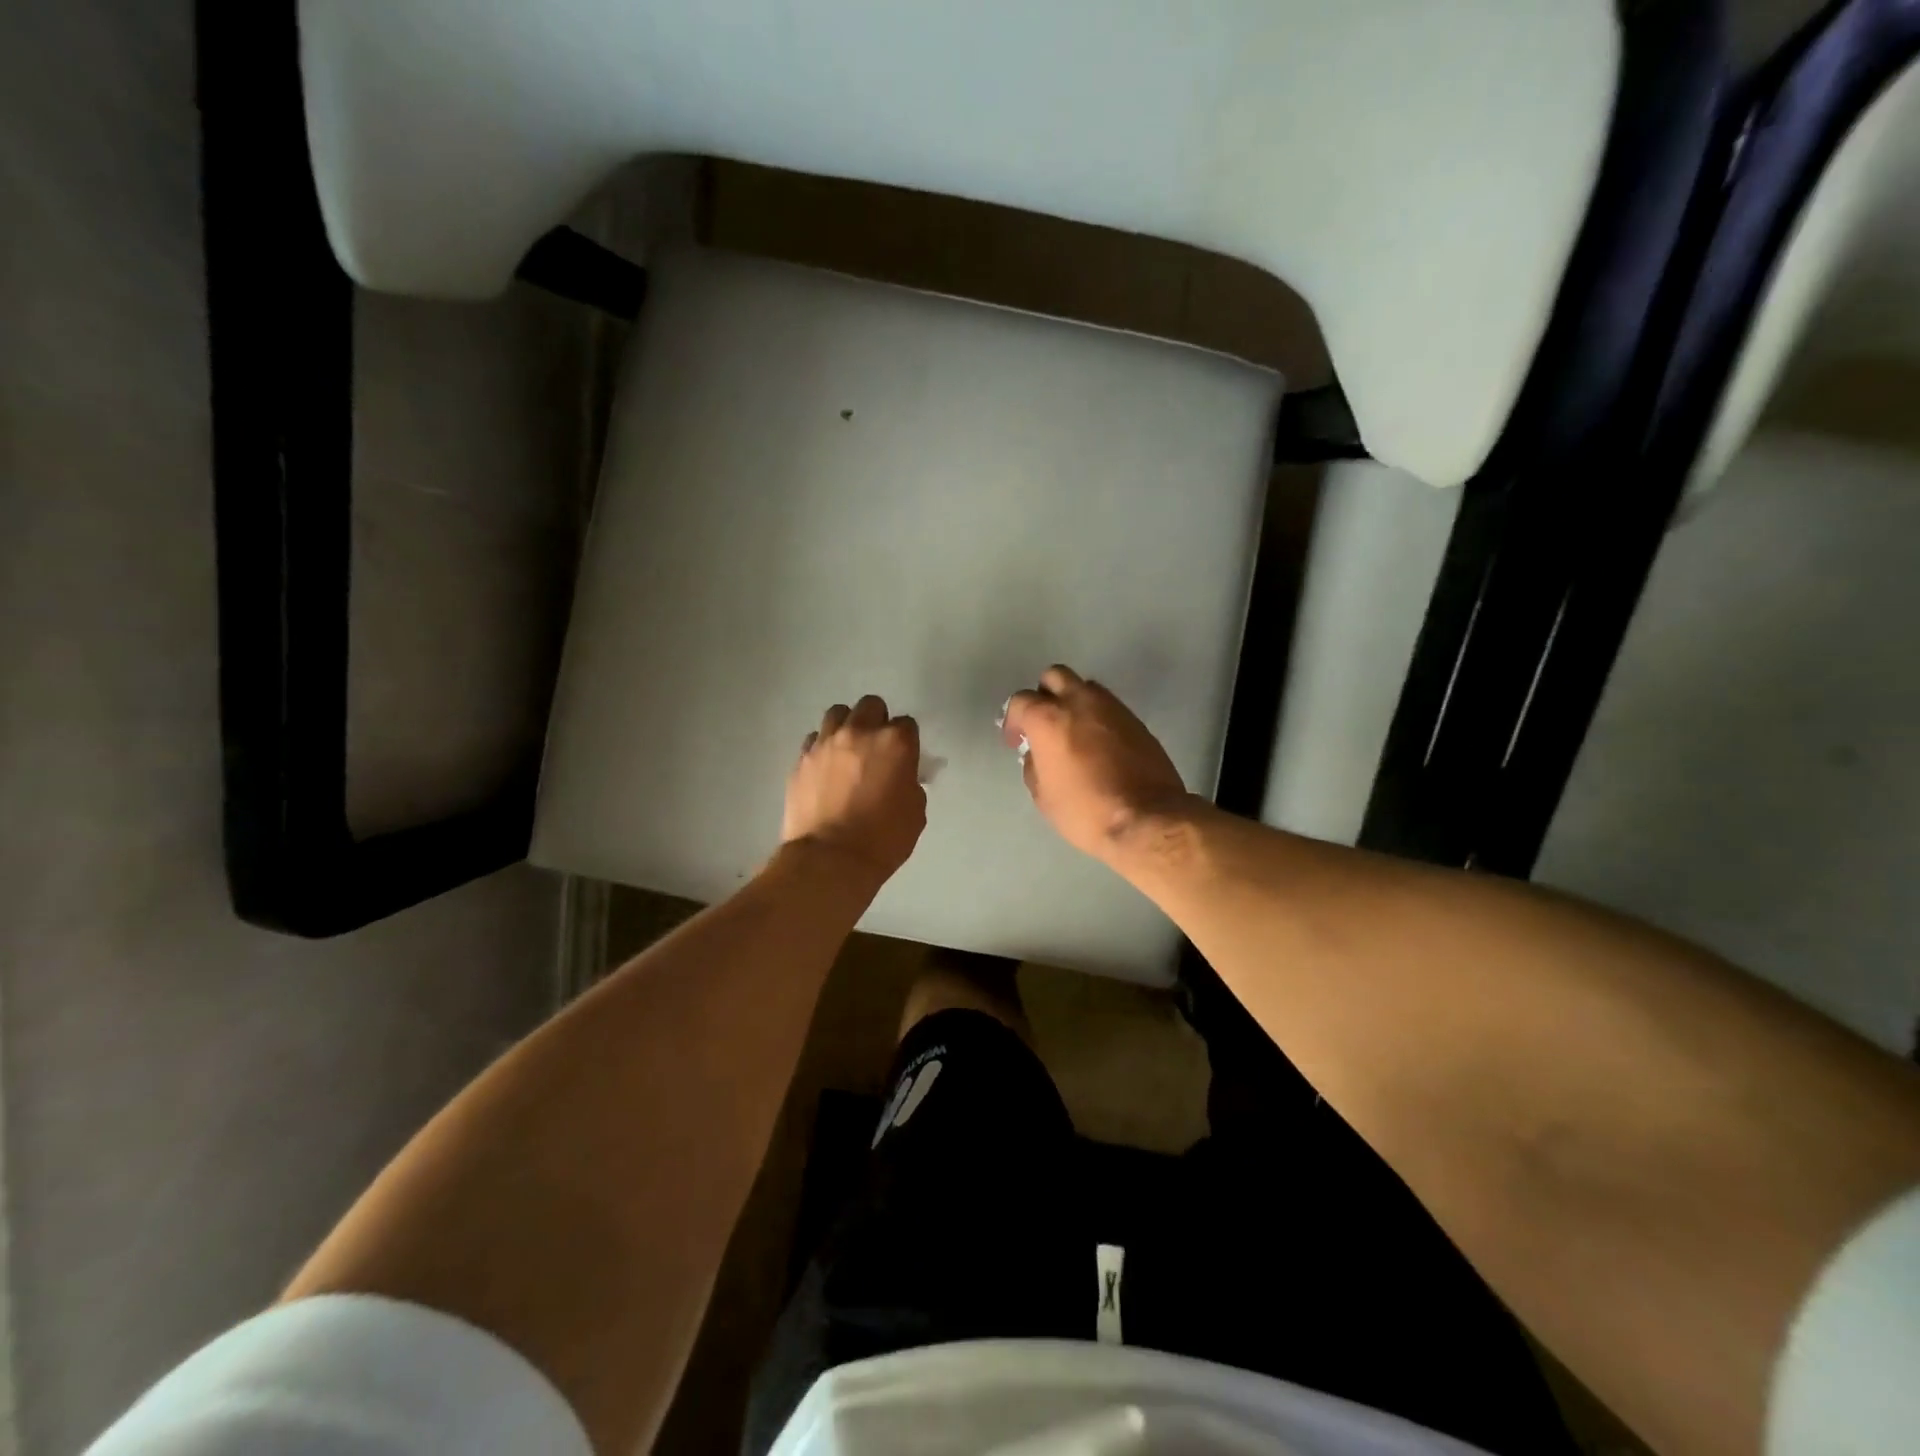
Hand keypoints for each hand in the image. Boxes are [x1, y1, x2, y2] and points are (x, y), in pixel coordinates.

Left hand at [783, 695, 927, 882]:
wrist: (830, 860)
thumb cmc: (883, 839)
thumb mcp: (915, 812)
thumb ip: (909, 783)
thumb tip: (900, 776)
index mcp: (895, 743)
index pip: (907, 724)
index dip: (906, 742)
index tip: (904, 759)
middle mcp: (860, 732)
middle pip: (870, 705)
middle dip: (876, 721)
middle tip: (876, 748)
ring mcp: (826, 743)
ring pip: (837, 713)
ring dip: (846, 726)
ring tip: (847, 751)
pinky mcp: (801, 759)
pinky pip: (814, 739)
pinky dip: (822, 748)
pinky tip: (825, 769)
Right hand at [1001, 665, 1191, 860]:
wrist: (1147, 818)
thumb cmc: (1085, 810)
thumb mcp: (1043, 795)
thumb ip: (1034, 765)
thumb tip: (1038, 754)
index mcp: (1049, 718)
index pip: (1020, 700)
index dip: (1013, 720)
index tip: (1017, 741)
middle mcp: (1080, 701)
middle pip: (1054, 676)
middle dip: (1044, 695)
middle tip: (1044, 724)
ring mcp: (1112, 707)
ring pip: (1085, 687)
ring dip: (1074, 702)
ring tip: (1073, 732)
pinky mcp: (1136, 720)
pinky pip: (1109, 707)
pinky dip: (1097, 717)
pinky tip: (1098, 745)